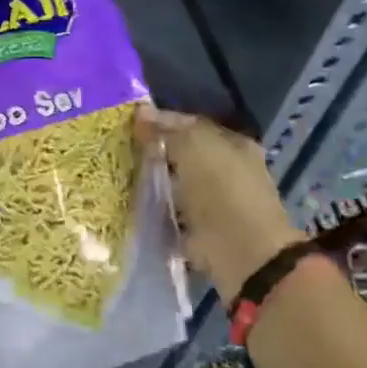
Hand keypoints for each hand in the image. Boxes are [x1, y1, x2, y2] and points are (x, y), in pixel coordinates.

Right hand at [135, 105, 297, 301]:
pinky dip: (157, 212)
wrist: (244, 255)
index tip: (130, 124)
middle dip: (155, 152)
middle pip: (183, 154)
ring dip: (155, 182)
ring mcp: (217, 203)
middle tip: (122, 150)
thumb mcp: (193, 147)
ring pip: (177, 184)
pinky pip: (173, 215)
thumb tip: (140, 112)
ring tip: (123, 177)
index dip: (160, 121)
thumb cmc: (222, 191)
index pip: (190, 124)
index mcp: (232, 144)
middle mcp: (228, 171)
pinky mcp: (204, 233)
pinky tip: (134, 206)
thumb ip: (166, 130)